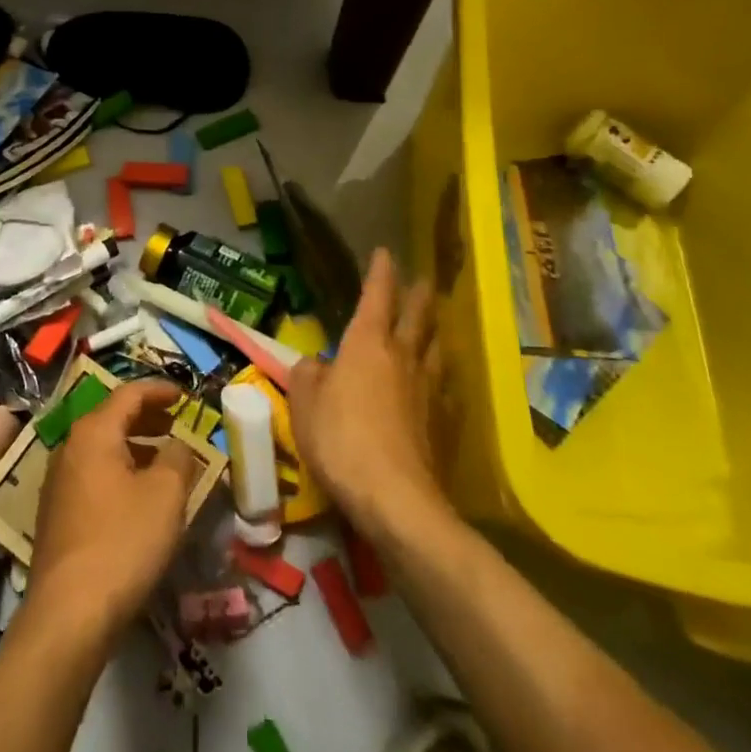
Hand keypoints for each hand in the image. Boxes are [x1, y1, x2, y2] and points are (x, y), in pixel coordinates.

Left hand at [28, 378, 200, 640]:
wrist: (69, 613)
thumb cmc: (123, 541)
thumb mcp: (166, 495)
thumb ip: (178, 457)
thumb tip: (178, 444)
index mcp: (94, 432)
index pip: (129, 394)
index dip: (160, 391)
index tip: (185, 396)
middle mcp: (70, 447)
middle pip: (112, 417)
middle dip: (147, 417)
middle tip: (176, 424)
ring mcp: (58, 482)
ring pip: (102, 448)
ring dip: (134, 446)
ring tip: (164, 460)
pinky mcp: (56, 514)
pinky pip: (93, 475)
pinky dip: (119, 471)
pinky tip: (138, 497)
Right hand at [289, 249, 447, 540]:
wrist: (396, 499)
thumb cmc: (341, 440)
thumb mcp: (304, 404)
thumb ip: (307, 376)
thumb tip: (316, 365)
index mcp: (367, 343)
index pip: (377, 296)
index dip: (381, 272)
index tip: (385, 252)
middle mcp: (404, 356)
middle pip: (418, 315)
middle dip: (419, 294)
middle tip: (423, 280)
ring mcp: (430, 390)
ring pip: (437, 348)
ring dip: (435, 332)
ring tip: (434, 326)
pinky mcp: (445, 423)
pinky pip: (446, 389)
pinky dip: (443, 378)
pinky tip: (442, 385)